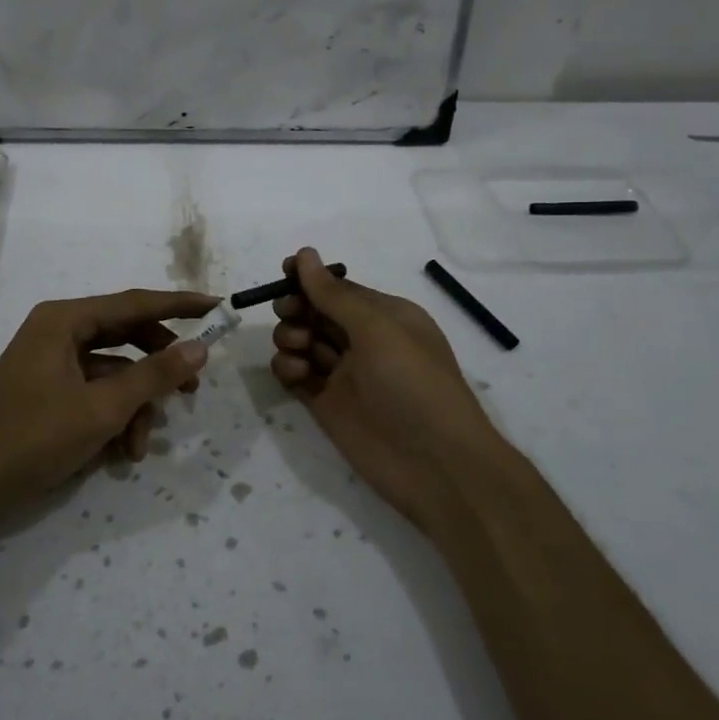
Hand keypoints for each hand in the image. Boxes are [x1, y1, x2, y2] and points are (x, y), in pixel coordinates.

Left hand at [0, 288, 217, 531]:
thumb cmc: (32, 438)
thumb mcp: (102, 409)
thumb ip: (155, 375)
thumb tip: (200, 347)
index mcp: (64, 320)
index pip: (135, 302)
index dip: (180, 305)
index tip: (218, 307)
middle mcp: (56, 332)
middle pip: (125, 338)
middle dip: (157, 369)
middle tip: (192, 390)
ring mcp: (48, 364)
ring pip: (111, 373)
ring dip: (133, 406)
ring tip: (139, 447)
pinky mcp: (44, 394)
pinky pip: (91, 394)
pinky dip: (110, 418)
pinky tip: (118, 454)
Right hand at [270, 248, 498, 531]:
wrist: (435, 465)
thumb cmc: (414, 384)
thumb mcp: (378, 329)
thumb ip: (335, 295)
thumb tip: (305, 254)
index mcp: (385, 316)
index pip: (338, 288)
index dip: (309, 278)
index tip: (283, 272)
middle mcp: (363, 340)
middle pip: (315, 312)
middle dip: (297, 307)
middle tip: (289, 314)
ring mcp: (343, 373)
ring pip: (302, 341)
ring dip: (290, 337)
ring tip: (298, 349)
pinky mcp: (325, 403)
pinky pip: (295, 374)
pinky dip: (288, 368)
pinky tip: (296, 375)